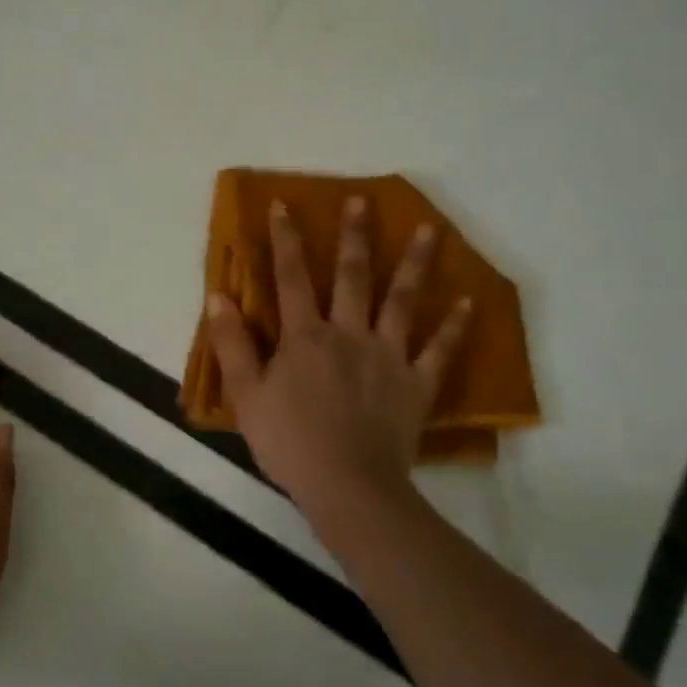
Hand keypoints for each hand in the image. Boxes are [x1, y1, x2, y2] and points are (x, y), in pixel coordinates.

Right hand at [205, 198, 470, 537]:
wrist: (347, 487)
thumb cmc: (290, 442)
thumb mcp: (246, 395)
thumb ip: (232, 344)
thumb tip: (217, 296)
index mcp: (306, 337)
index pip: (291, 278)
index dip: (286, 240)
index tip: (284, 205)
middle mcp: (349, 334)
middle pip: (353, 277)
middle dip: (355, 236)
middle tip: (363, 200)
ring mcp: (388, 356)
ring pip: (402, 302)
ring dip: (416, 264)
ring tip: (431, 229)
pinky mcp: (416, 384)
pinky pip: (438, 351)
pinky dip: (454, 327)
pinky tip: (469, 302)